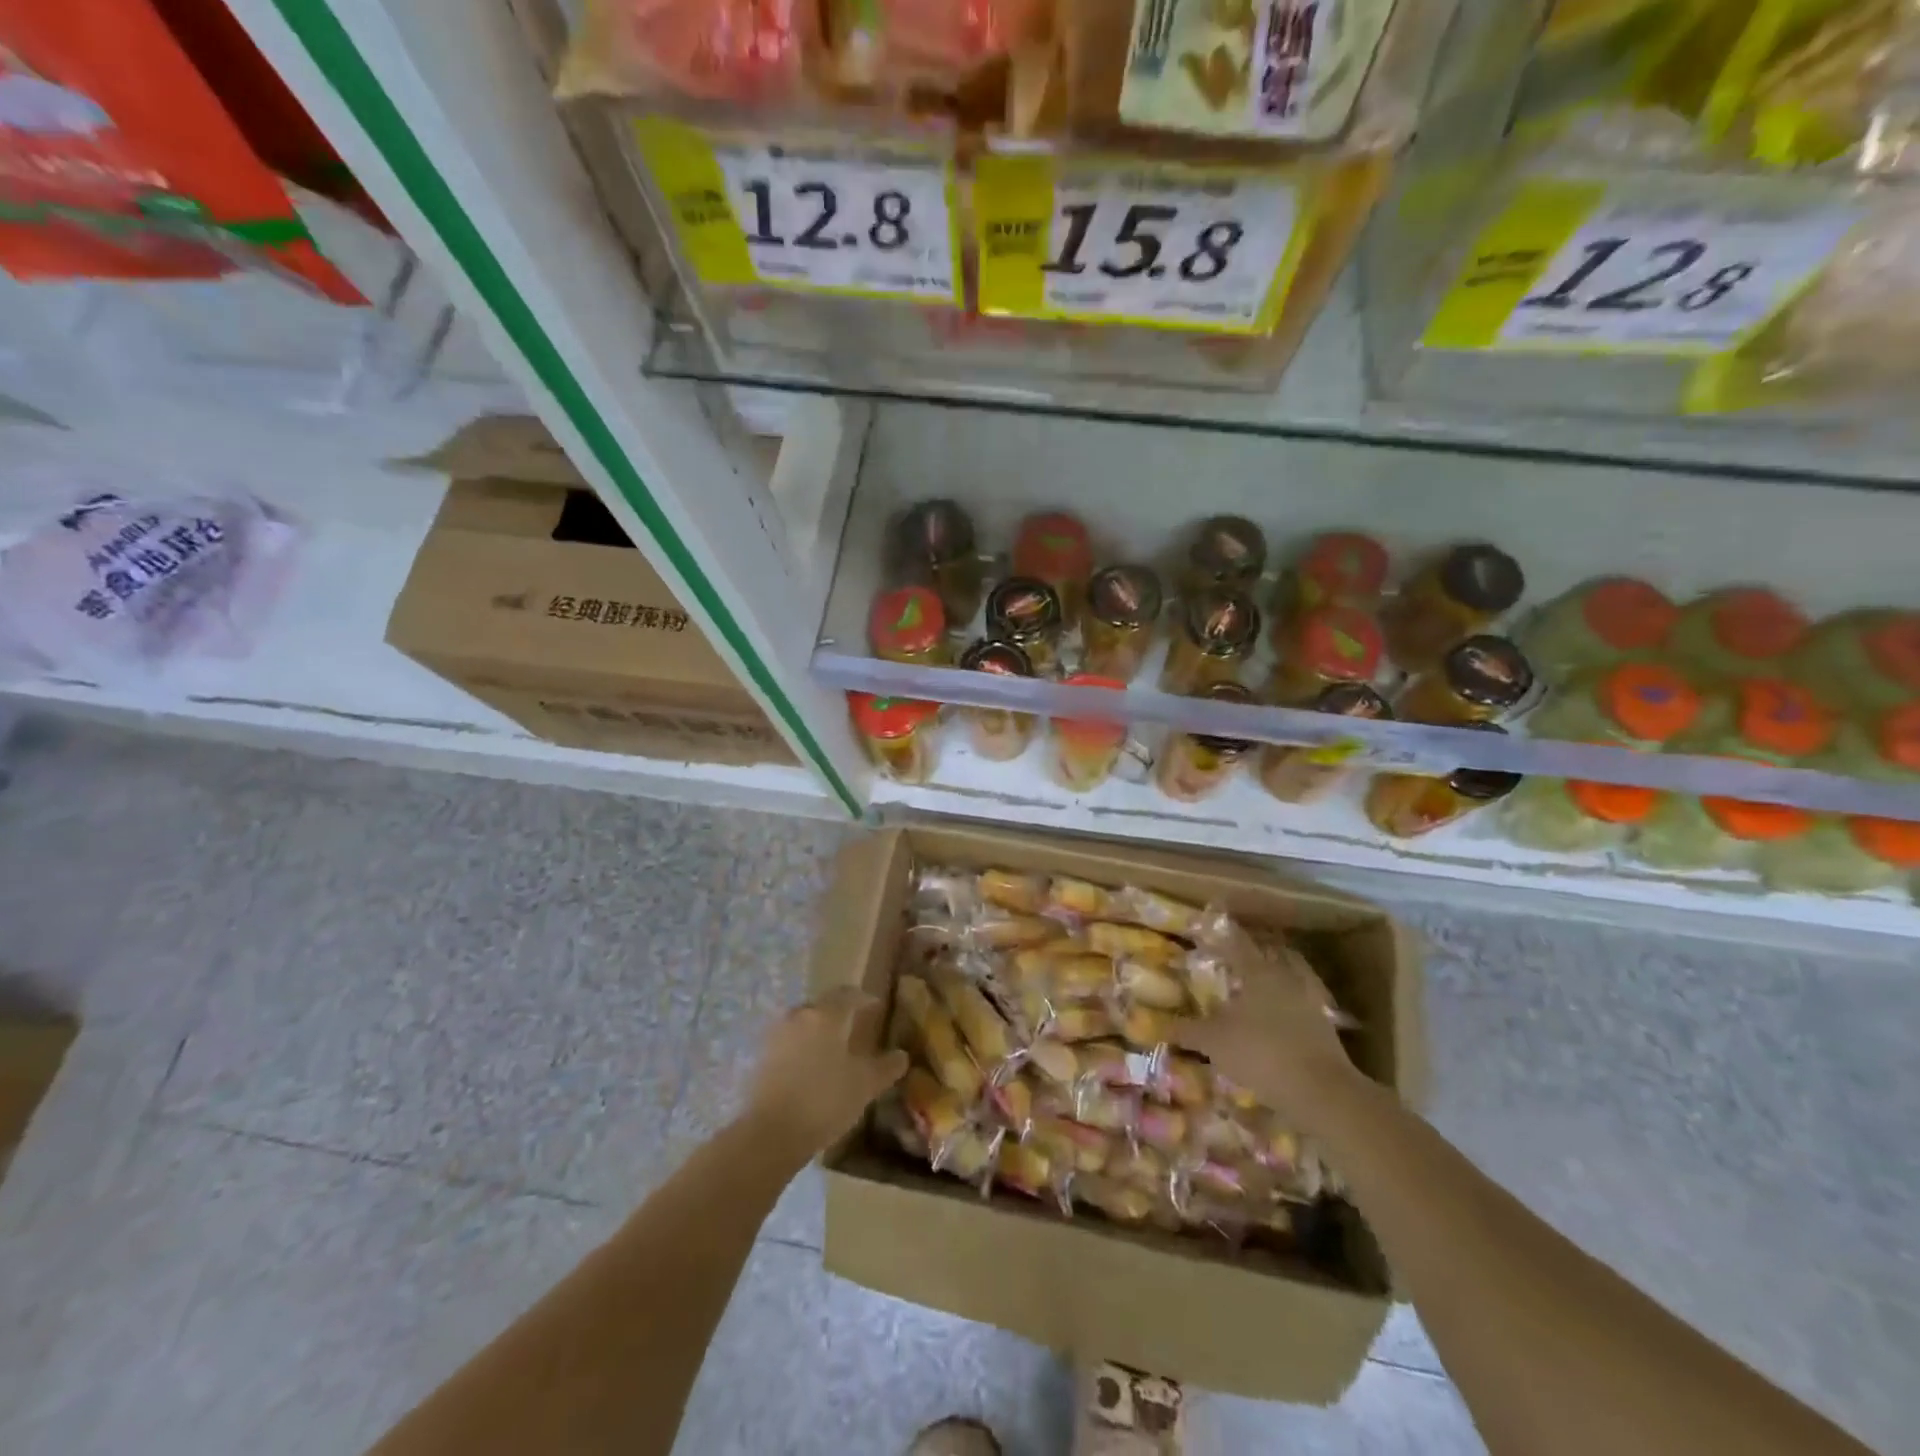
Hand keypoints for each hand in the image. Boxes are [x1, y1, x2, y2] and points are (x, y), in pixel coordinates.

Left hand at [745, 988, 908, 1156]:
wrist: (770, 1134)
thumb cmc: (824, 1100)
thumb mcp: (865, 1085)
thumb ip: (886, 1066)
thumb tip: (901, 1055)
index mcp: (826, 1014)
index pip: (848, 994)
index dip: (864, 999)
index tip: (876, 1007)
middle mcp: (799, 1016)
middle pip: (823, 1006)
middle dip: (839, 1015)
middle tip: (855, 1030)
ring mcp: (776, 1035)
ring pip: (803, 1024)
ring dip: (818, 1032)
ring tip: (832, 1051)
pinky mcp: (760, 1057)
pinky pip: (788, 1043)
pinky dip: (802, 1049)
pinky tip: (810, 1069)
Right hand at [1168, 923, 1360, 1128]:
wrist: (1322, 1092)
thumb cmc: (1260, 1053)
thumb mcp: (1213, 1042)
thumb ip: (1186, 1030)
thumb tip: (1157, 1024)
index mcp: (1258, 971)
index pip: (1236, 942)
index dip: (1220, 933)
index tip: (1207, 926)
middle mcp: (1286, 977)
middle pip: (1266, 956)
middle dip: (1248, 956)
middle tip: (1230, 960)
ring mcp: (1309, 1001)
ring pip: (1286, 979)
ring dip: (1269, 981)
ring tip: (1250, 992)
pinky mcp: (1324, 1027)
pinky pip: (1299, 1005)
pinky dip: (1285, 1008)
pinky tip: (1272, 1022)